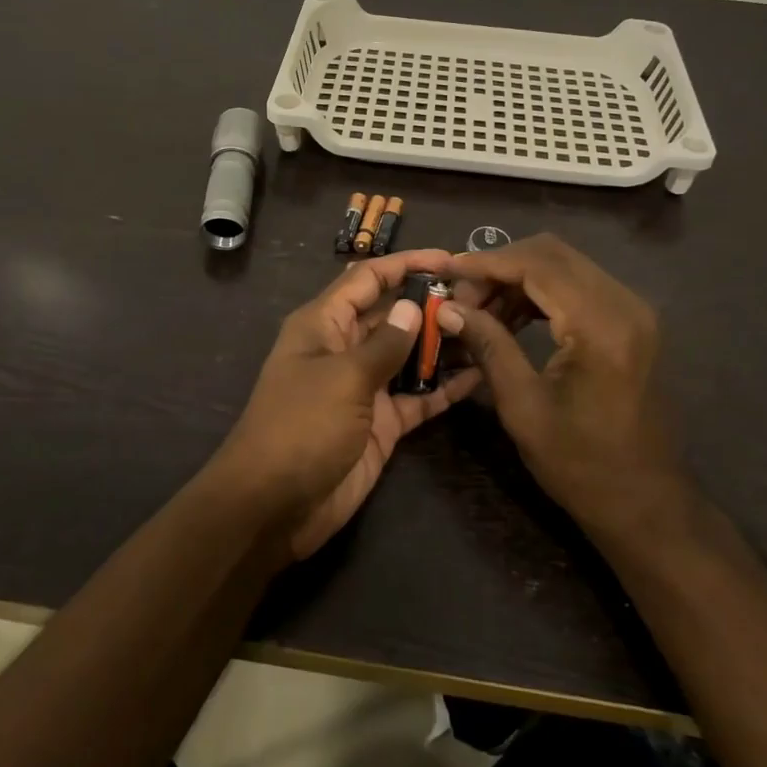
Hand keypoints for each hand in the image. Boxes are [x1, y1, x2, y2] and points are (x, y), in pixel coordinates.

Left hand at [216, 250, 480, 559]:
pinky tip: (481, 376)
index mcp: (324, 324)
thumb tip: (413, 306)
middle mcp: (345, 348)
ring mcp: (365, 387)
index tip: (451, 259)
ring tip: (492, 330)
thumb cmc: (301, 427)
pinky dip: (444, 388)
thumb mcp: (343, 378)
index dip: (406, 264)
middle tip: (485, 299)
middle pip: (394, 314)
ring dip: (444, 344)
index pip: (368, 278)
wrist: (274, 506)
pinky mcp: (382, 423)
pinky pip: (418, 397)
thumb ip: (385, 344)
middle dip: (433, 304)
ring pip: (410, 355)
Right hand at [440, 235, 693, 544]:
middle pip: (552, 254)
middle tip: (461, 295)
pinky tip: (511, 316)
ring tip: (479, 309)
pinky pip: (579, 286)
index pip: (537, 265)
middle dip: (500, 266)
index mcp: (601, 325)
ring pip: (565, 265)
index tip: (445, 271)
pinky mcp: (632, 323)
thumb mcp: (523, 406)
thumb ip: (488, 346)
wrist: (646, 502)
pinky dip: (541, 292)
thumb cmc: (581, 464)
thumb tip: (448, 309)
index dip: (485, 262)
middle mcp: (624, 303)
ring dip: (518, 278)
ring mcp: (633, 311)